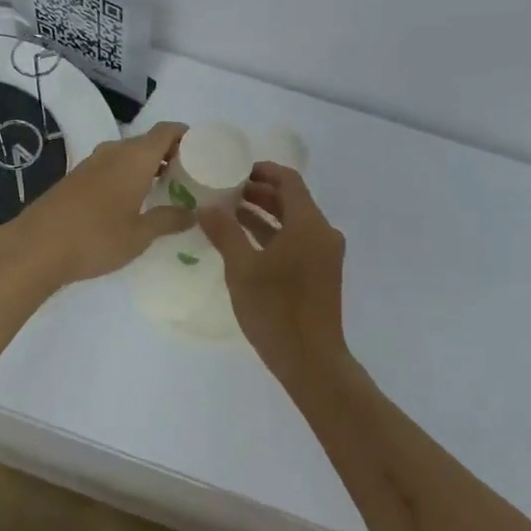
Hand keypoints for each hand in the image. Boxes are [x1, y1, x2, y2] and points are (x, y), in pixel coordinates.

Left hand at [0, 121, 193, 287]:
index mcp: (135, 157)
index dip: (186, 135)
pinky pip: (111, 167)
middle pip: (148, 141)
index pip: (167, 130)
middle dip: (170, 154)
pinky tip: (132, 200)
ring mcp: (92, 163)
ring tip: (165, 189)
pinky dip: (127, 175)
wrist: (36, 247)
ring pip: (128, 154)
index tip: (203, 150)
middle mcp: (114, 152)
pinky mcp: (76, 178)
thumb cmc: (96, 238)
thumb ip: (168, 220)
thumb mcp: (139, 235)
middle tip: (189, 175)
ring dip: (147, 166)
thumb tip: (192, 214)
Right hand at [199, 163, 346, 373]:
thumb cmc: (276, 310)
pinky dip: (273, 235)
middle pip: (291, 199)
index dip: (262, 170)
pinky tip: (245, 241)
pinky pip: (297, 241)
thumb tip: (206, 205)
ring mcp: (324, 254)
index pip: (288, 181)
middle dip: (259, 192)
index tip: (234, 169)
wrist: (311, 361)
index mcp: (309, 224)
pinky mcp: (321, 273)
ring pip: (293, 222)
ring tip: (229, 212)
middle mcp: (322, 233)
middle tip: (225, 190)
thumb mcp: (242, 268)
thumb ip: (224, 232)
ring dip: (264, 214)